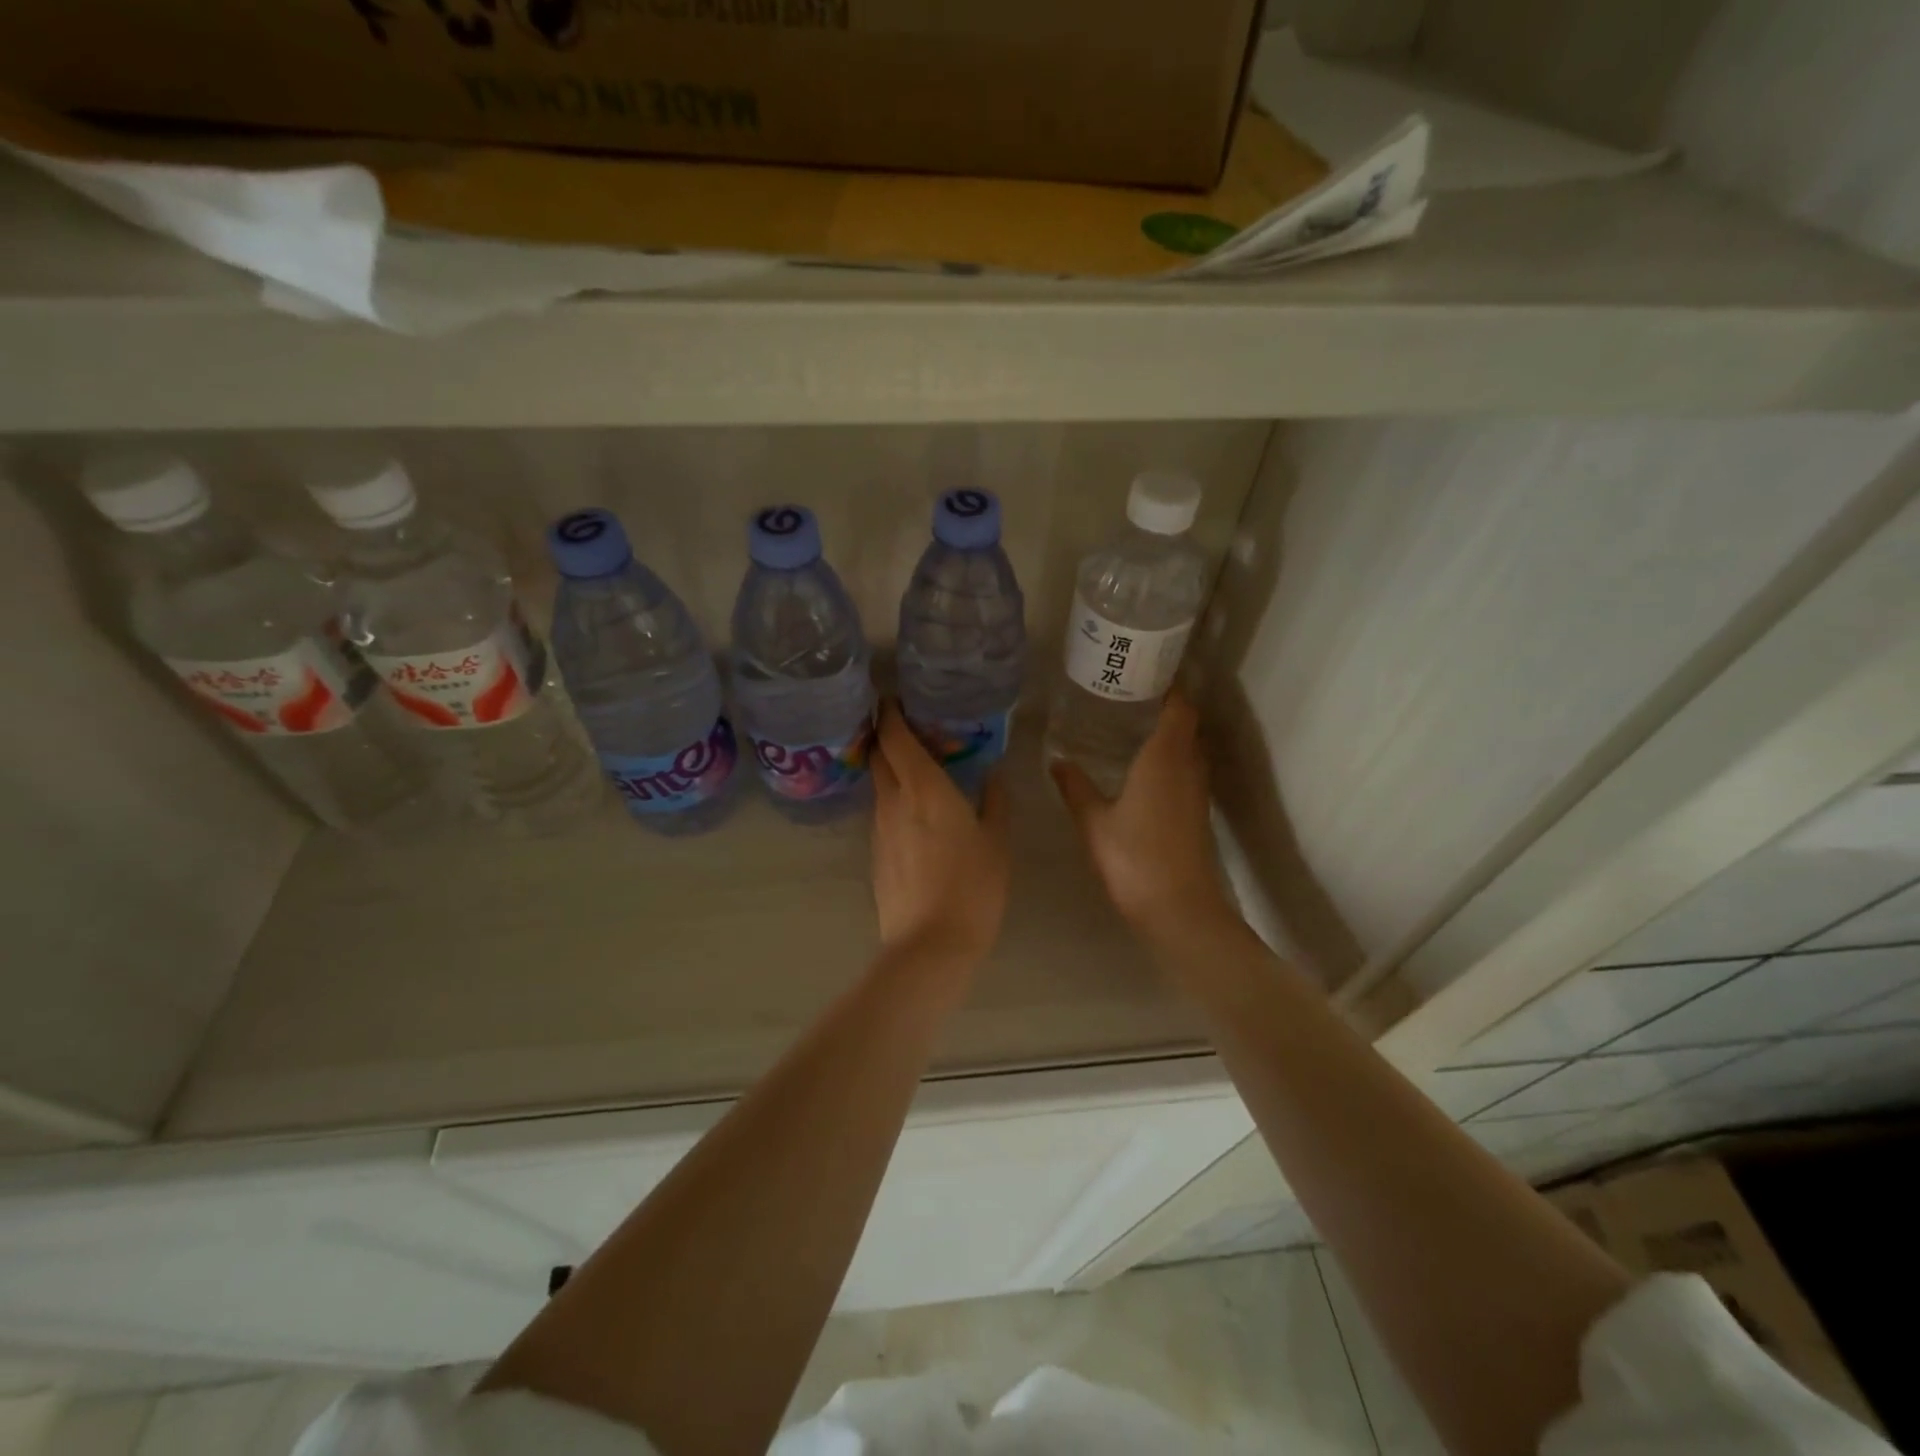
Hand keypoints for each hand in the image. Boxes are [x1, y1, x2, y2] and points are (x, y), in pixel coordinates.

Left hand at [871, 702, 1010, 965]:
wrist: (930, 944)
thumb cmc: (973, 886)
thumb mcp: (996, 841)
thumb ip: (994, 801)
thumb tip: (993, 773)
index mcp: (923, 787)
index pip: (895, 736)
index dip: (890, 713)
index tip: (894, 697)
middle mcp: (893, 800)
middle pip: (878, 755)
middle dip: (885, 734)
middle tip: (907, 726)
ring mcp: (879, 828)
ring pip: (879, 784)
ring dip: (890, 768)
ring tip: (916, 766)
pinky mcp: (876, 852)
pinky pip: (882, 812)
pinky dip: (893, 799)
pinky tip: (914, 811)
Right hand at [1051, 692, 1233, 938]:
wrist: (1179, 910)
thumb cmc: (1134, 859)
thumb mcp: (1094, 822)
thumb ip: (1075, 787)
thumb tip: (1057, 759)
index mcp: (1165, 758)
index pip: (1178, 707)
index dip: (1168, 684)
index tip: (1144, 669)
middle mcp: (1188, 766)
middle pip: (1186, 723)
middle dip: (1165, 702)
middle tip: (1128, 691)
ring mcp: (1196, 790)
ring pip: (1188, 746)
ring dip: (1169, 730)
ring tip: (1132, 720)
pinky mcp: (1196, 811)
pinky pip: (1186, 768)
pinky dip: (1170, 755)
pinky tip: (1142, 765)